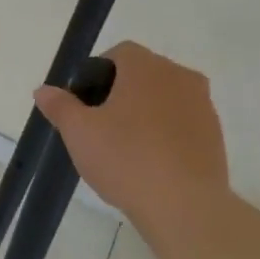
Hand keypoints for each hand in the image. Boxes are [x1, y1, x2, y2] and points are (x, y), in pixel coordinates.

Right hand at [33, 42, 229, 225]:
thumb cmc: (126, 159)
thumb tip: (43, 91)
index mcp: (147, 68)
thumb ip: (60, 106)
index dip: (97, 72)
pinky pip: (182, 123)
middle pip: (144, 74)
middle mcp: (180, 77)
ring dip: (144, 113)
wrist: (185, 206)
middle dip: (120, 93)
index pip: (120, 53)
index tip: (84, 103)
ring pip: (165, 98)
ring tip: (125, 148)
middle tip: (99, 126)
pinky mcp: (216, 135)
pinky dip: (165, 133)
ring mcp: (203, 106)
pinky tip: (150, 163)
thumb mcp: (79, 132)